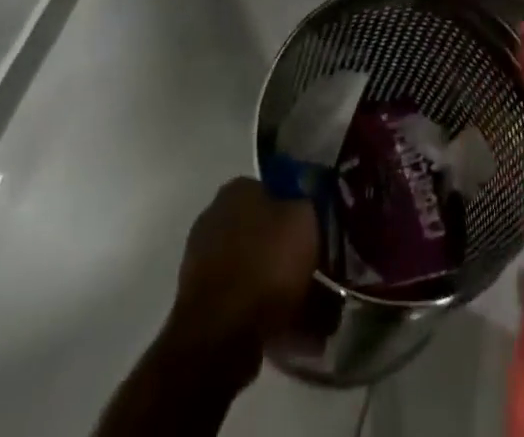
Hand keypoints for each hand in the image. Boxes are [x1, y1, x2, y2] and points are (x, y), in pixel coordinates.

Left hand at [167, 177, 319, 356]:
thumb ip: (309, 205)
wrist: (220, 335)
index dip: (302, 209)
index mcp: (238, 189)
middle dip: (291, 252)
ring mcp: (204, 263)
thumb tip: (308, 207)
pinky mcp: (202, 304)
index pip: (277, 189)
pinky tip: (296, 332)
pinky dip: (269, 314)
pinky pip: (246, 301)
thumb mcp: (305, 219)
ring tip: (317, 312)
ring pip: (258, 269)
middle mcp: (216, 217)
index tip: (321, 232)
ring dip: (283, 286)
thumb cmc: (267, 263)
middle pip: (266, 231)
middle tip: (321, 272)